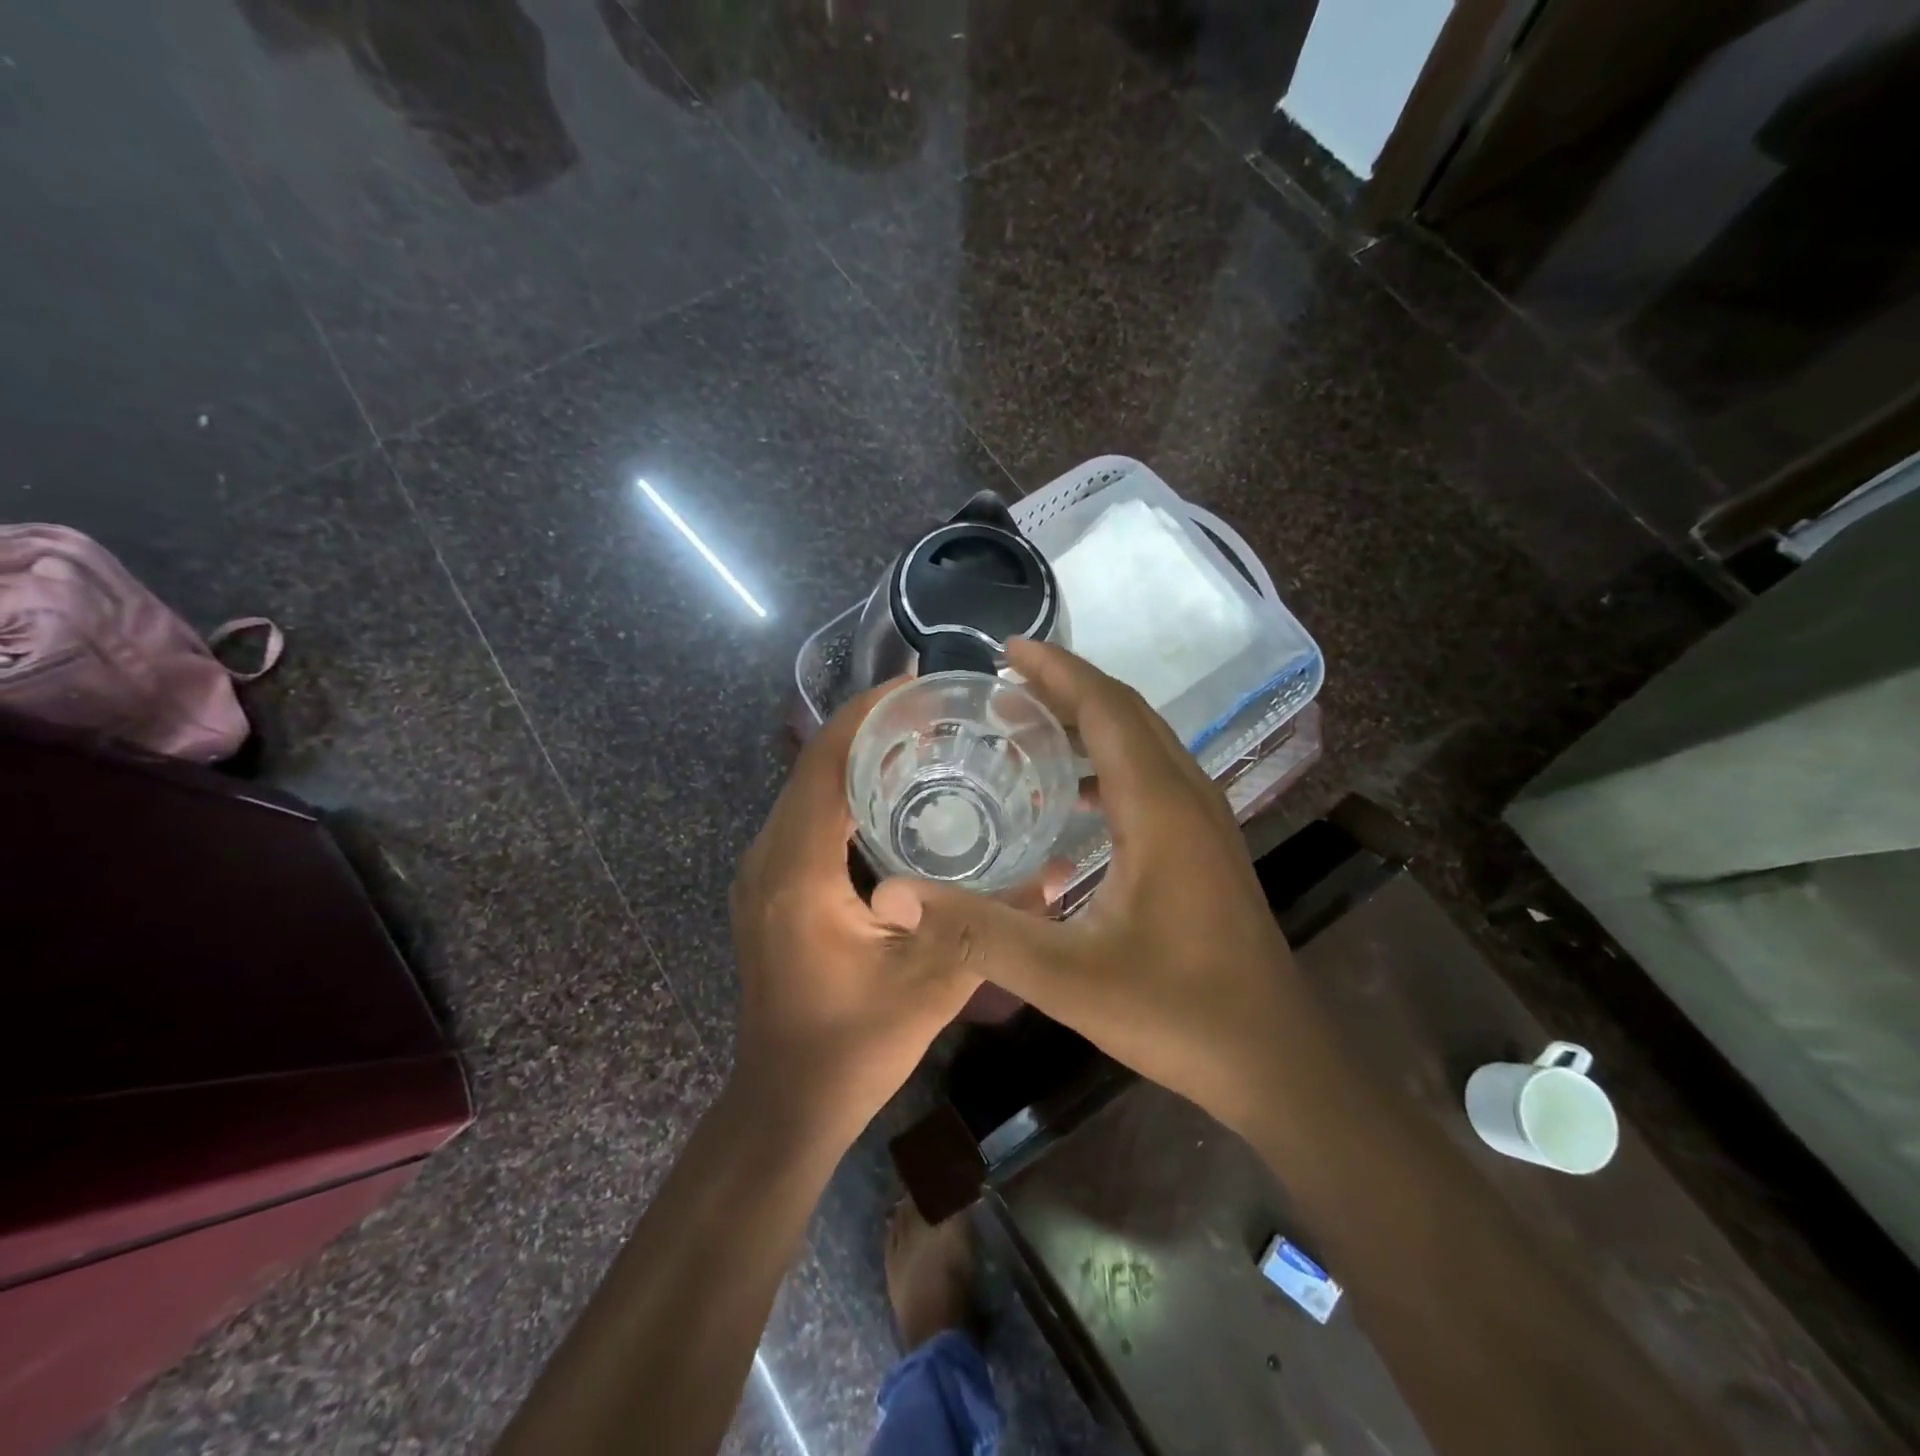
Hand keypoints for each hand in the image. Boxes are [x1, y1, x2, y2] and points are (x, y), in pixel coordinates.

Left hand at [729, 682, 986, 1151]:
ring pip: (805, 790)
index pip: (823, 764)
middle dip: (865, 728)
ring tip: (918, 741)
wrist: (786, 1102)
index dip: (865, 715)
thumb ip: (993, 926)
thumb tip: (1056, 873)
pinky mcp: (769, 888)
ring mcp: (762, 873)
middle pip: (811, 766)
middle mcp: (768, 859)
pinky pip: (805, 818)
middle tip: (932, 713)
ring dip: (853, 758)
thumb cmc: (853, 1047)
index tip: (916, 686)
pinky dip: (842, 793)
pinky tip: (889, 796)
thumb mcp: (932, 986)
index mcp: (797, 871)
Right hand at [902, 640, 1303, 1138]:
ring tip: (1029, 725)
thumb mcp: (1067, 978)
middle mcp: (1190, 795)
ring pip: (1146, 741)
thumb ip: (978, 932)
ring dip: (1091, 720)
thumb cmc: (1177, 1012)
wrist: (1274, 1059)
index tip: (1008, 649)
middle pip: (1128, 713)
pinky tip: (1074, 796)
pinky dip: (1110, 760)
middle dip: (1069, 686)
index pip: (1107, 708)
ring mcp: (1206, 820)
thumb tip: (894, 895)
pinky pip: (1155, 774)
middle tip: (1005, 681)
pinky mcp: (1207, 845)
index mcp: (1161, 807)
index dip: (1058, 671)